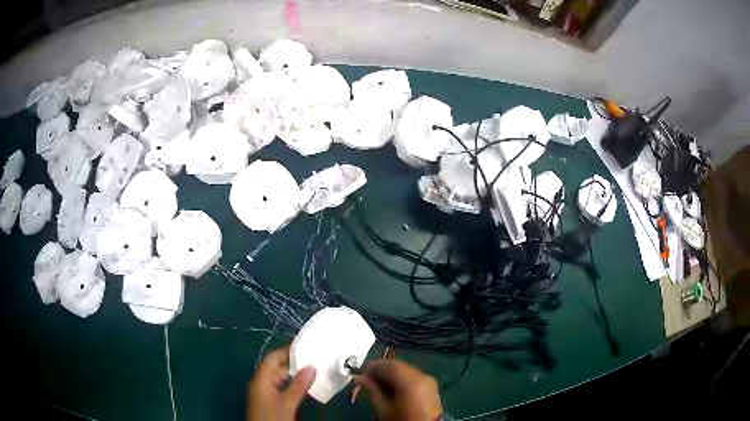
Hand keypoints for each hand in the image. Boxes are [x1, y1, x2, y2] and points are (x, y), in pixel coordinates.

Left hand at [247, 345, 315, 420]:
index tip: (304, 345)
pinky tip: (305, 385)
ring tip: (313, 370)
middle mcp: (260, 382)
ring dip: (294, 374)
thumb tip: (311, 366)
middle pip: (275, 367)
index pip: (272, 358)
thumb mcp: (287, 402)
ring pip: (279, 378)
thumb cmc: (273, 417)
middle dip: (293, 363)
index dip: (286, 350)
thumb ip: (298, 385)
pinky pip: (280, 387)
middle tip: (314, 358)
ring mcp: (264, 392)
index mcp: (260, 379)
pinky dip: (291, 384)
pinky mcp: (269, 401)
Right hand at [354, 359, 442, 420]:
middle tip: (367, 380)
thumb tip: (359, 378)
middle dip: (381, 370)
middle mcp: (422, 376)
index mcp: (410, 381)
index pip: (388, 365)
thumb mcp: (384, 409)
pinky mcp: (430, 386)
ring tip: (377, 386)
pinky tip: (391, 388)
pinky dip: (400, 379)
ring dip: (390, 374)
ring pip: (405, 370)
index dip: (373, 367)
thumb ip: (372, 390)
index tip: (360, 374)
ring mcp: (428, 380)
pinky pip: (412, 376)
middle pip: (398, 366)